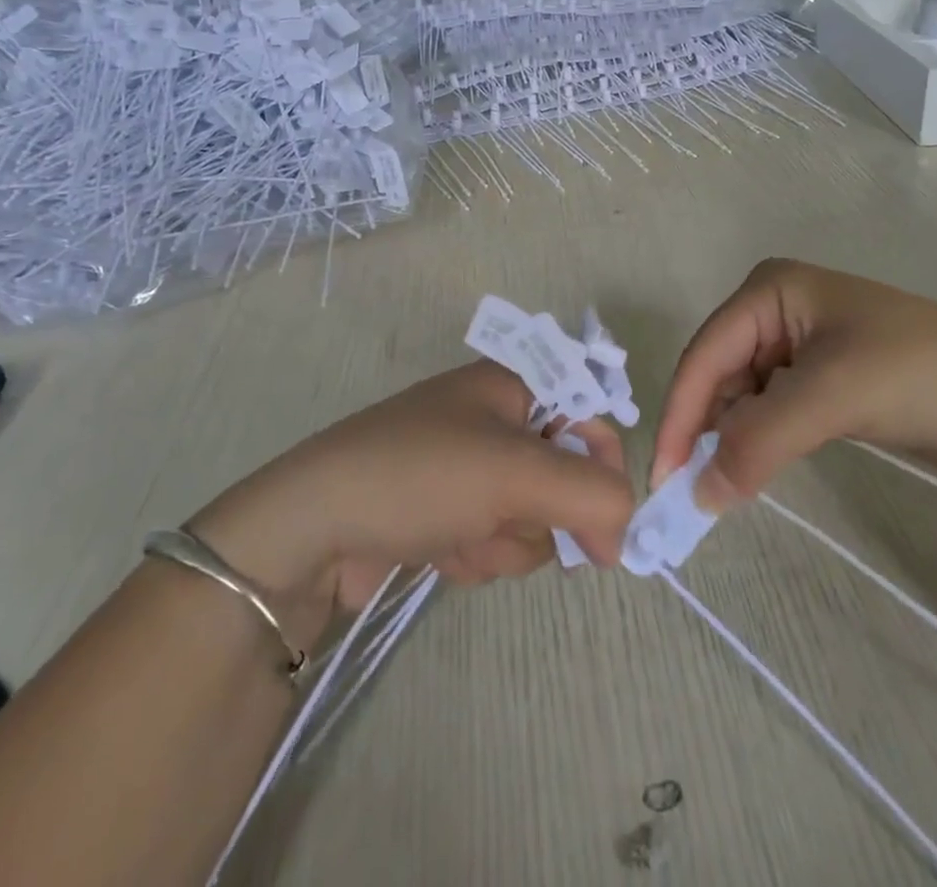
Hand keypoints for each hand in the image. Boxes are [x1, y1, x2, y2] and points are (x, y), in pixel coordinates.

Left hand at [188, 361, 633, 653]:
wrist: (313, 530)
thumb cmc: (420, 476)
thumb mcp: (515, 474)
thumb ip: (590, 493)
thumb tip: (623, 527)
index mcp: (510, 384)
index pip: (589, 412)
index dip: (603, 464)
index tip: (608, 525)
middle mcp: (492, 418)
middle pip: (563, 472)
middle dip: (541, 513)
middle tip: (509, 523)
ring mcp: (466, 467)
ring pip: (531, 515)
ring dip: (507, 540)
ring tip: (462, 538)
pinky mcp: (445, 511)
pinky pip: (493, 538)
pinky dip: (477, 553)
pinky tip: (440, 552)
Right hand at [653, 259, 936, 509]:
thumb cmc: (915, 374)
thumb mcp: (830, 399)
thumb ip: (757, 441)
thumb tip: (698, 495)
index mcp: (770, 290)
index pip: (706, 354)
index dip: (682, 414)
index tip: (665, 476)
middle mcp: (775, 309)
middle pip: (719, 373)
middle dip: (705, 429)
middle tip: (689, 491)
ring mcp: (798, 342)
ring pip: (741, 395)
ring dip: (731, 438)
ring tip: (718, 486)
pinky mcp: (819, 376)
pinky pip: (769, 408)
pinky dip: (758, 439)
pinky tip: (750, 468)